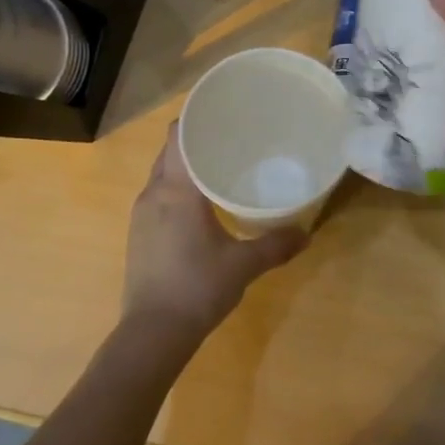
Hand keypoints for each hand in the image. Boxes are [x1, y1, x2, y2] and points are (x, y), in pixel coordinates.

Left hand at [123, 124, 307, 342]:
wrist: (152, 334)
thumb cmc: (198, 288)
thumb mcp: (243, 265)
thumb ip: (276, 245)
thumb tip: (306, 233)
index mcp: (177, 190)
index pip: (178, 136)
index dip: (195, 117)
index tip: (220, 110)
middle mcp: (153, 193)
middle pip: (170, 151)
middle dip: (195, 140)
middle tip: (228, 137)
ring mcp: (141, 214)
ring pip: (162, 174)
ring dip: (184, 165)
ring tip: (217, 166)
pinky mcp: (138, 234)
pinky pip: (157, 195)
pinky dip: (176, 188)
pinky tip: (199, 204)